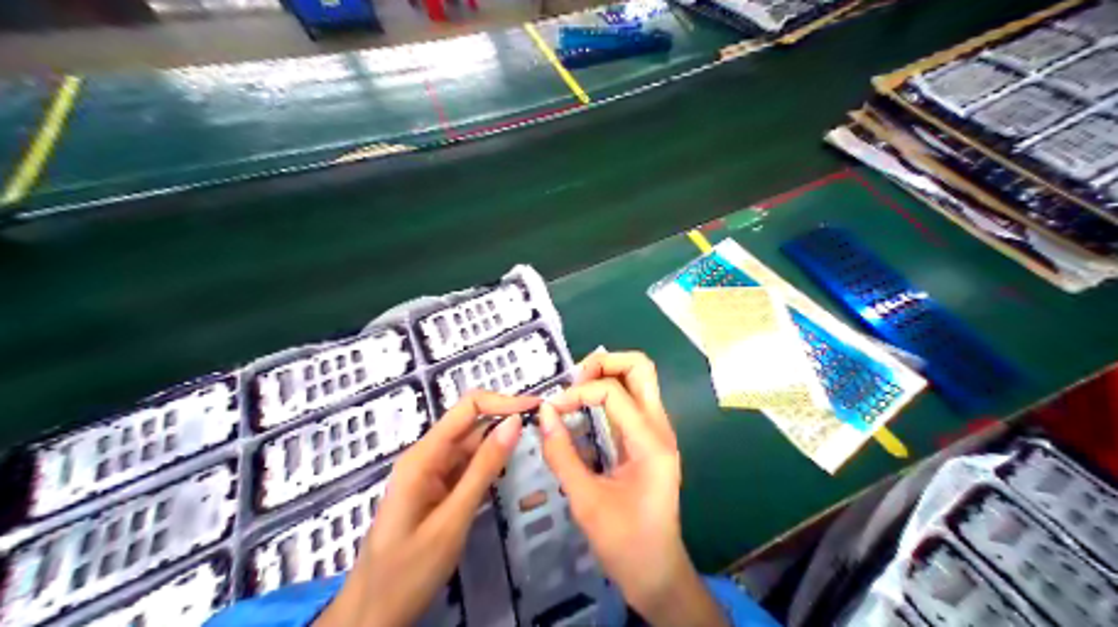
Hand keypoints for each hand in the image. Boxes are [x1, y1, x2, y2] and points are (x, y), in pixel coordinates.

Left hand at [313, 393, 540, 626]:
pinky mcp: (436, 491)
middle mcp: (426, 457)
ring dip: (501, 444)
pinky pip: (466, 468)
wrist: (372, 614)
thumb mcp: (453, 519)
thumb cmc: (408, 570)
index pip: (467, 408)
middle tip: (545, 429)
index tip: (538, 408)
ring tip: (536, 446)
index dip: (503, 402)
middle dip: (506, 421)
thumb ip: (484, 469)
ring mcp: (430, 474)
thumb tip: (514, 423)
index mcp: (423, 456)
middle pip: (470, 424)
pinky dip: (490, 466)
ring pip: (471, 447)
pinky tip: (511, 470)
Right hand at [541, 353, 724, 626]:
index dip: (576, 393)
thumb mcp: (586, 501)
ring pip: (639, 379)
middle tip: (572, 383)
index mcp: (650, 441)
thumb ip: (562, 455)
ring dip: (605, 375)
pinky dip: (607, 393)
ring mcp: (658, 432)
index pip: (612, 391)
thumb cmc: (625, 543)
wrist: (657, 573)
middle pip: (640, 367)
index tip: (550, 412)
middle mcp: (660, 428)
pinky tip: (584, 409)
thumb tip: (543, 414)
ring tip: (574, 392)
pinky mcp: (650, 440)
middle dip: (602, 364)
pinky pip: (633, 400)